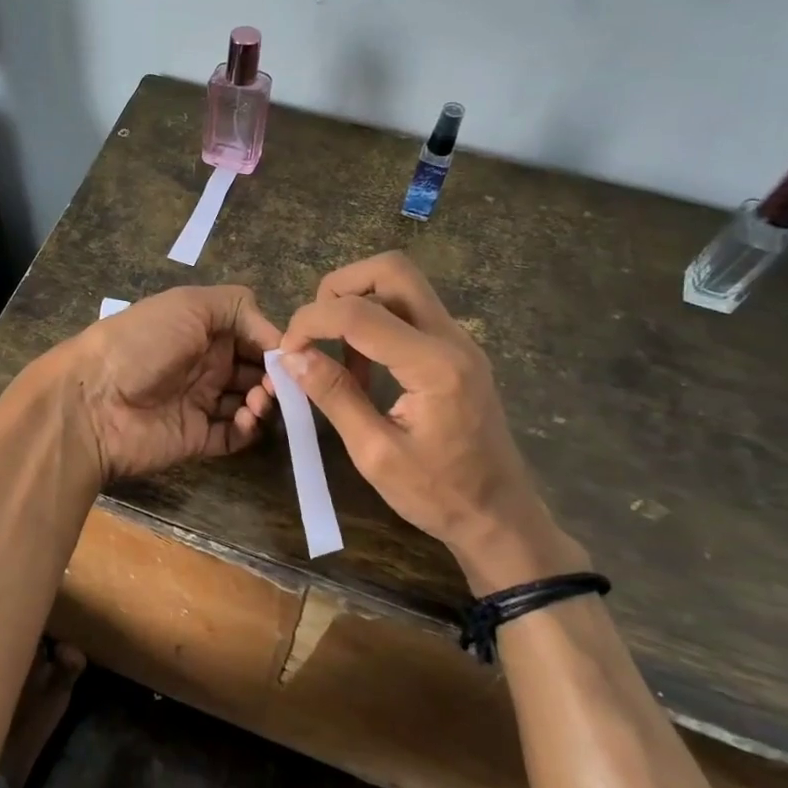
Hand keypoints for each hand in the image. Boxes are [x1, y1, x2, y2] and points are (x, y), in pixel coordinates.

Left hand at [44, 285, 280, 481]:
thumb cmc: (143, 342)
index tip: (290, 354)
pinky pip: (234, 436)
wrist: (94, 401)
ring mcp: (200, 402)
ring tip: (257, 401)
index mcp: (202, 328)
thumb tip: (278, 336)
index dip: (273, 342)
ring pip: (250, 402)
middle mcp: (204, 363)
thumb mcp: (190, 304)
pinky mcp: (197, 438)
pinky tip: (245, 419)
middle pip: (256, 369)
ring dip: (264, 401)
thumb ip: (238, 308)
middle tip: (278, 384)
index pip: (252, 334)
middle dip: (274, 375)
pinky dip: (249, 429)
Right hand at [270, 253, 586, 594]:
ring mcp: (459, 340)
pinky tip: (361, 367)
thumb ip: (335, 396)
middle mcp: (452, 339)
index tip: (286, 352)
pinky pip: (410, 311)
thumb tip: (291, 357)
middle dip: (340, 287)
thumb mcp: (375, 454)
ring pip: (402, 284)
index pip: (360, 313)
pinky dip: (375, 320)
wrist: (500, 517)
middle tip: (313, 328)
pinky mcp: (456, 350)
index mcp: (434, 366)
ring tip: (332, 352)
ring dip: (357, 302)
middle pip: (392, 269)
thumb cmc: (438, 495)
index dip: (311, 322)